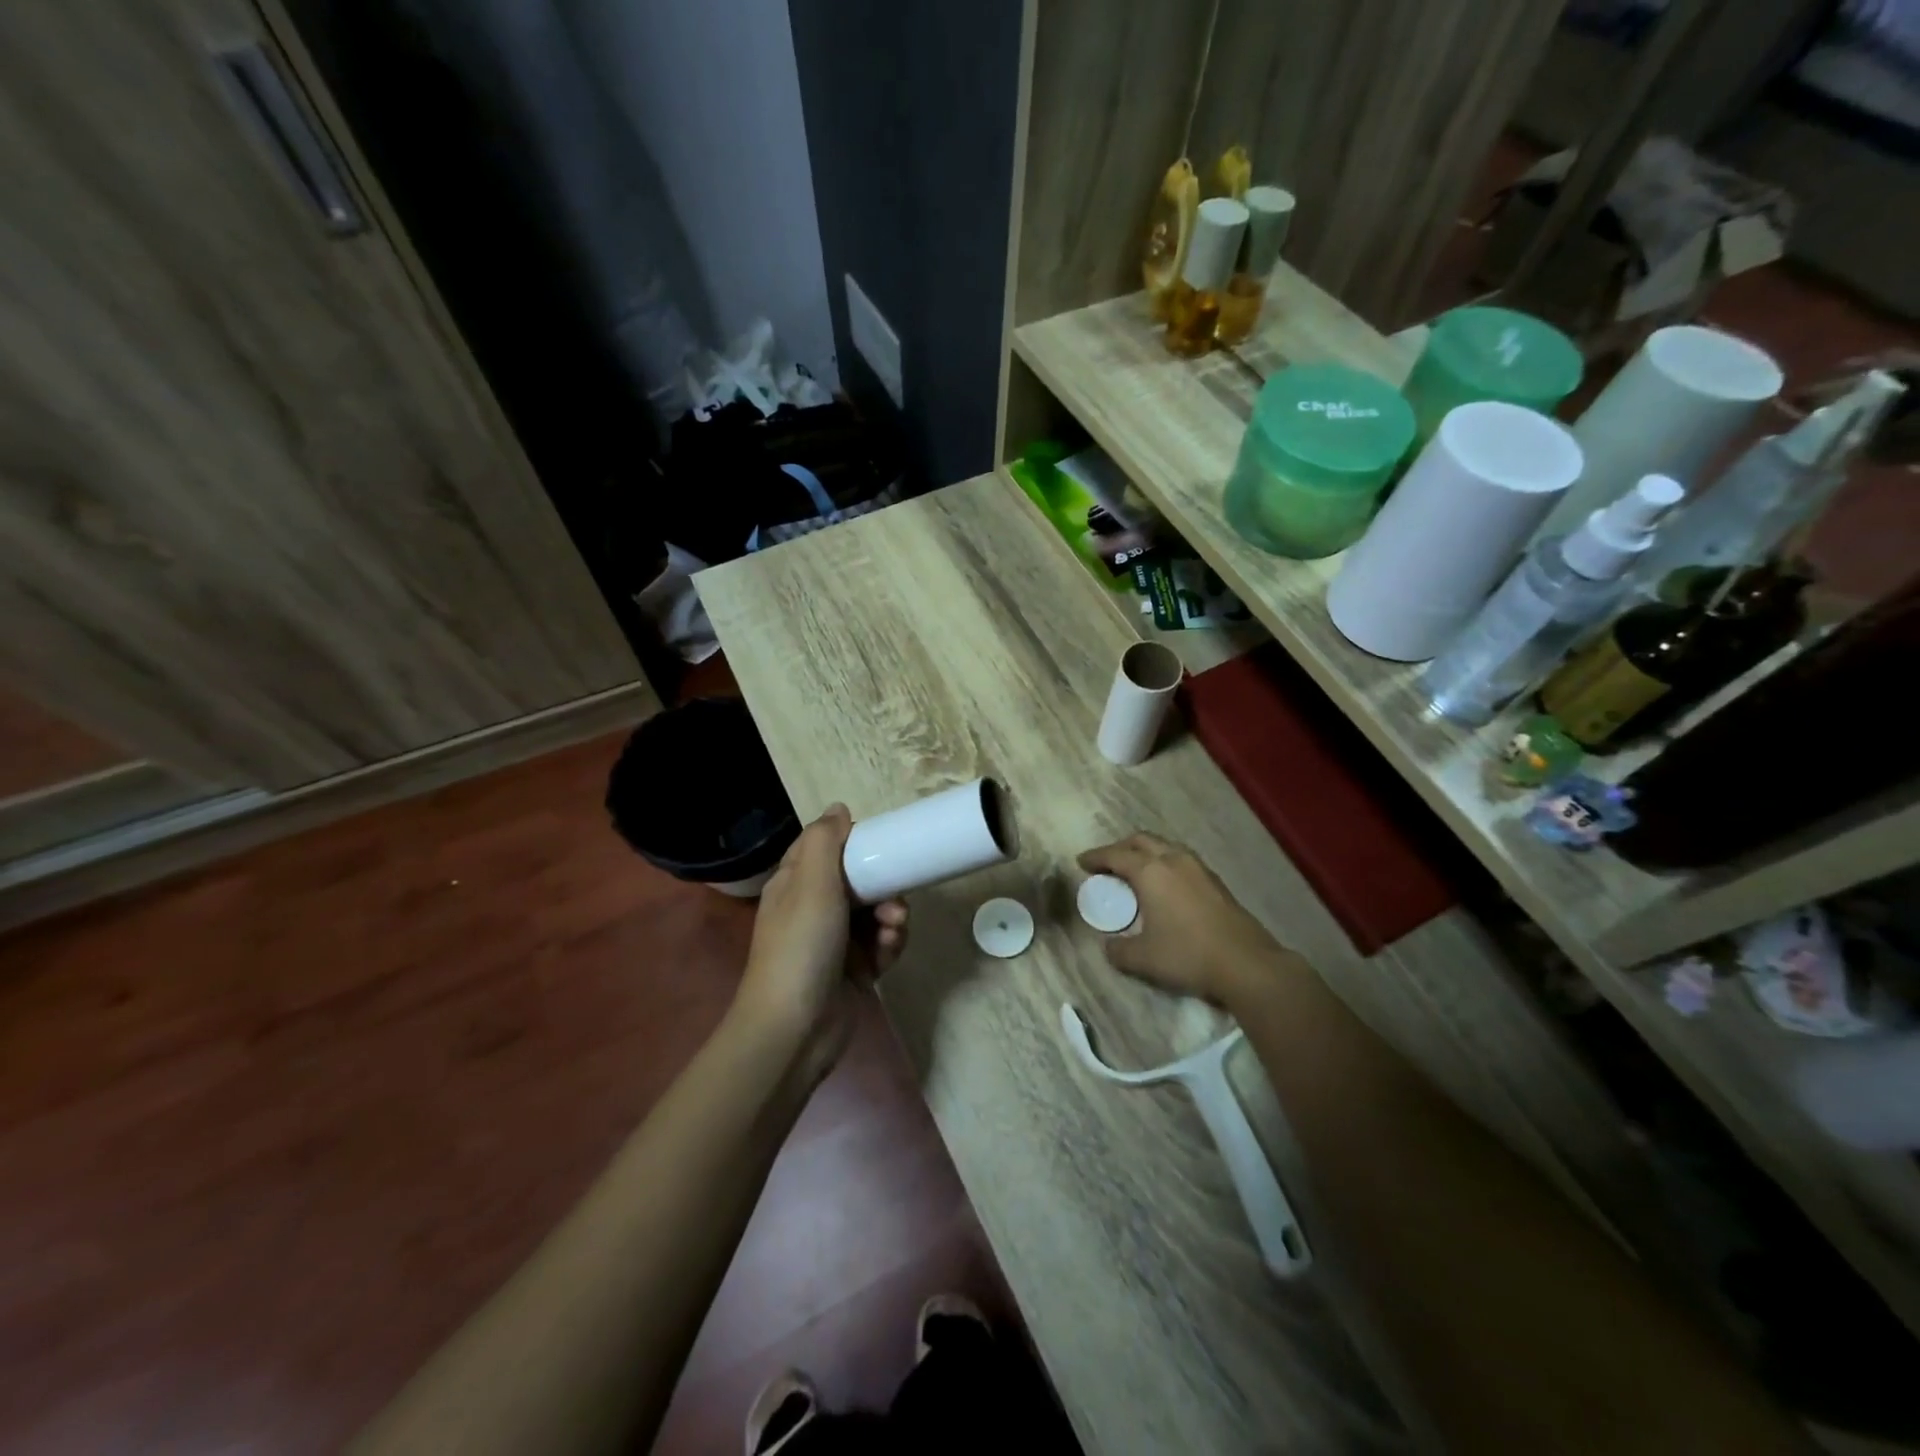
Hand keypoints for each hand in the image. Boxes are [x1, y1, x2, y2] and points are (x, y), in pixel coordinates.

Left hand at [735, 804, 908, 1079]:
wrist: (795, 1029)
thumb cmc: (801, 947)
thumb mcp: (810, 883)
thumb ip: (825, 841)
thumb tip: (839, 808)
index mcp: (795, 883)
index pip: (826, 848)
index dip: (854, 843)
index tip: (882, 845)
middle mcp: (813, 907)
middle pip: (859, 880)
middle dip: (883, 886)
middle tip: (894, 899)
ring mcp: (834, 941)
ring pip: (876, 912)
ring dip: (891, 917)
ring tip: (892, 930)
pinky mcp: (854, 969)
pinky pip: (882, 944)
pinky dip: (889, 945)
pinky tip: (888, 953)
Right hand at [1077, 832, 1290, 1005]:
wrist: (1246, 964)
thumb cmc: (1187, 955)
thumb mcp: (1142, 959)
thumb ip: (1118, 950)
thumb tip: (1109, 946)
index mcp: (1151, 872)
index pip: (1116, 855)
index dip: (1096, 857)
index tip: (1081, 862)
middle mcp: (1174, 861)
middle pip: (1141, 840)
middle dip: (1120, 847)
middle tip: (1107, 863)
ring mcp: (1199, 868)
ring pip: (1165, 846)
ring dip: (1146, 852)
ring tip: (1136, 870)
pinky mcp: (1216, 881)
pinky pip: (1181, 860)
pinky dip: (1165, 863)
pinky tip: (1165, 885)